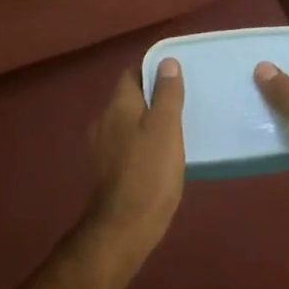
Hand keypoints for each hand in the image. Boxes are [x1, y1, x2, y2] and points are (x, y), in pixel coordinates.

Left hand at [85, 58, 185, 276]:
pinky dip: (145, 139)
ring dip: (150, 118)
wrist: (125, 227)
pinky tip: (164, 151)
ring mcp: (103, 146)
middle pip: (130, 97)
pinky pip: (129, 142)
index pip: (132, 73)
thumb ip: (167, 93)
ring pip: (129, 120)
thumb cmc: (149, 171)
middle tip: (185, 98)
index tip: (179, 73)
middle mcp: (104, 120)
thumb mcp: (166, 127)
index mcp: (118, 105)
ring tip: (179, 124)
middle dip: (154, 94)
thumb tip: (167, 62)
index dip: (154, 69)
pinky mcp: (109, 168)